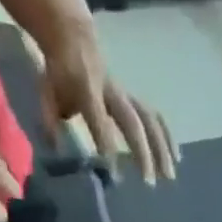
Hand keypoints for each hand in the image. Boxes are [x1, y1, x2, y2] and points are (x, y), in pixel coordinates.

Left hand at [39, 25, 176, 184]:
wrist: (74, 38)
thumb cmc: (60, 73)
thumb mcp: (46, 91)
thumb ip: (49, 120)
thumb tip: (56, 149)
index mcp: (87, 89)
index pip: (99, 121)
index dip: (108, 147)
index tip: (115, 176)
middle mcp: (111, 92)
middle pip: (132, 122)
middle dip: (142, 153)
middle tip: (149, 182)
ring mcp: (126, 94)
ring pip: (149, 120)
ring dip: (162, 149)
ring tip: (169, 176)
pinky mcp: (135, 98)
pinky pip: (155, 117)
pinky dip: (167, 137)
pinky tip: (175, 159)